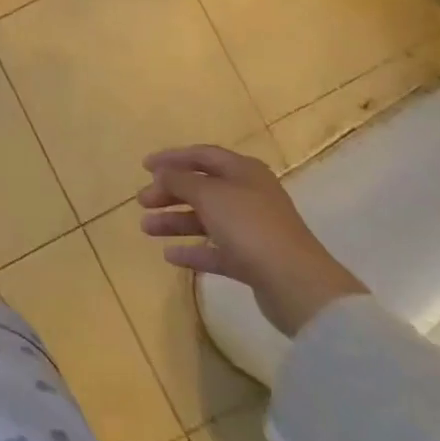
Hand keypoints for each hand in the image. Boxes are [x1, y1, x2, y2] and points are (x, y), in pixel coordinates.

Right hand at [139, 145, 367, 337]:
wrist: (297, 285)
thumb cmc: (249, 226)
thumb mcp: (208, 194)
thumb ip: (179, 180)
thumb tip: (162, 174)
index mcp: (244, 171)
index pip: (202, 155)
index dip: (172, 158)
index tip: (144, 166)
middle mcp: (249, 195)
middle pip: (201, 188)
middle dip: (169, 193)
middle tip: (142, 201)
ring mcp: (252, 229)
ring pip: (206, 219)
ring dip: (175, 221)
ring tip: (146, 229)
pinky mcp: (253, 261)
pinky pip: (216, 250)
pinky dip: (193, 251)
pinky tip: (170, 256)